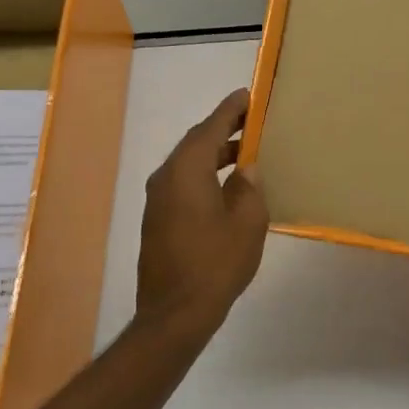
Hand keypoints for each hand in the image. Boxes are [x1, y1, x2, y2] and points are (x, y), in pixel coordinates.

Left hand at [136, 89, 268, 337]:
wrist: (175, 313)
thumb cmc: (216, 263)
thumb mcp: (247, 222)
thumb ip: (249, 187)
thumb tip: (245, 169)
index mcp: (187, 171)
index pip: (209, 128)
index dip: (230, 110)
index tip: (248, 95)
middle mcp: (166, 178)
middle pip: (195, 143)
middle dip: (222, 130)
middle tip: (251, 122)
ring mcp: (157, 200)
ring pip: (187, 164)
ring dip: (213, 154)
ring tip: (243, 153)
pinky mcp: (157, 220)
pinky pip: (182, 183)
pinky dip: (203, 174)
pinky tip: (225, 187)